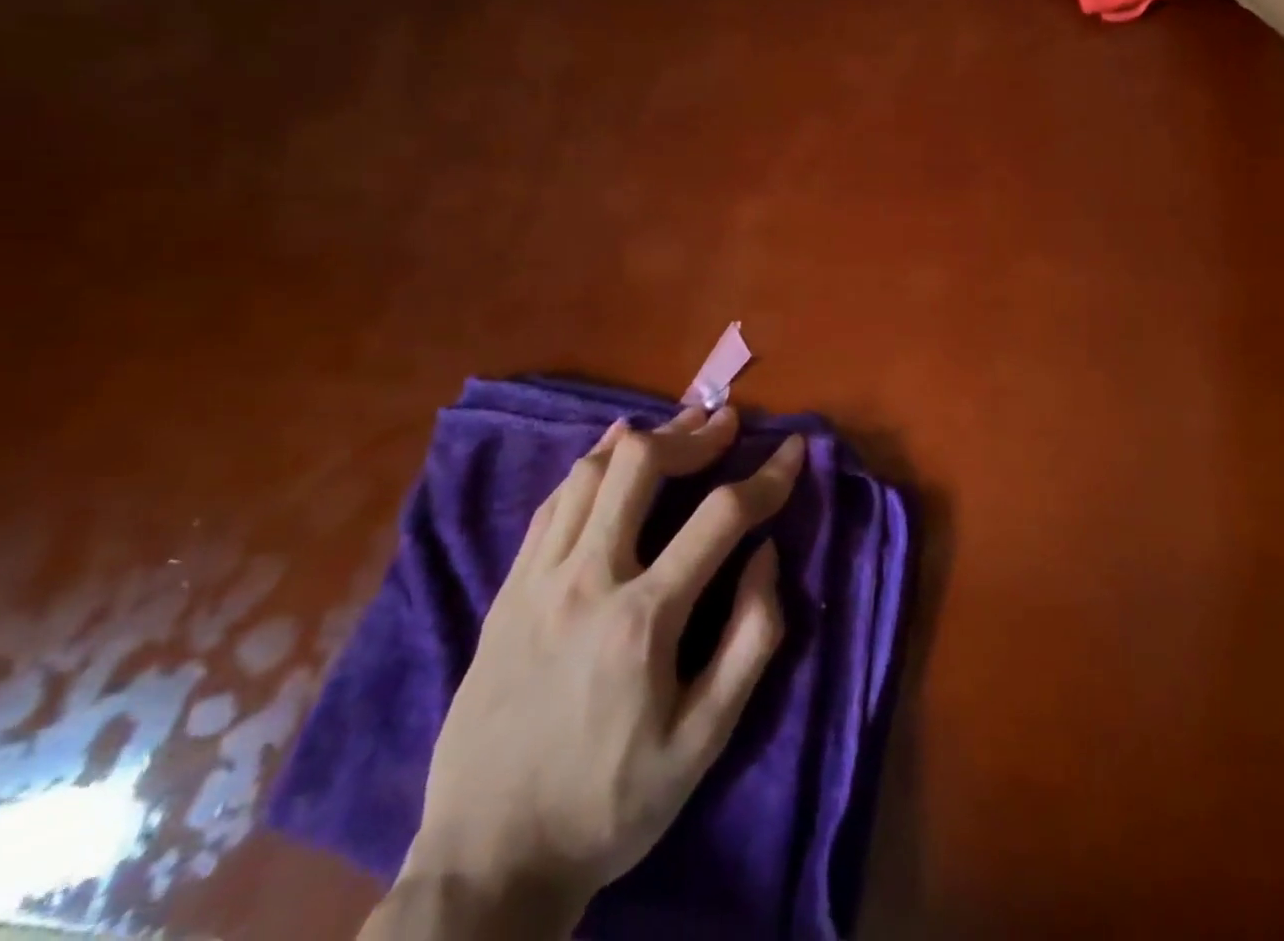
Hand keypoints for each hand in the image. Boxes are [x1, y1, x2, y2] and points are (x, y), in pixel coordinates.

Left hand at [394, 407, 800, 932]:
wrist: (488, 862)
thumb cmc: (611, 803)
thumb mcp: (705, 741)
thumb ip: (750, 638)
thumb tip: (767, 554)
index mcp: (644, 619)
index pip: (721, 516)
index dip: (768, 476)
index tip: (794, 449)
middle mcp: (587, 580)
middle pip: (641, 465)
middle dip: (694, 433)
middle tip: (726, 423)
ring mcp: (537, 581)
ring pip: (589, 472)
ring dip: (641, 439)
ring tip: (678, 426)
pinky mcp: (505, 592)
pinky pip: (550, 504)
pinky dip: (588, 466)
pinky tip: (610, 455)